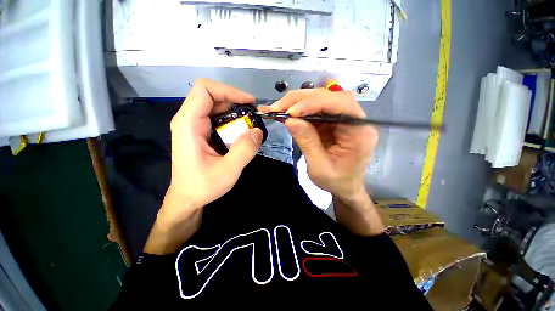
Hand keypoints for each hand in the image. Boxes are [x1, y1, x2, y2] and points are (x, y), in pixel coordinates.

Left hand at [144, 79, 262, 253]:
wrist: (187, 198)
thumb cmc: (202, 186)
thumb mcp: (227, 171)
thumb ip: (243, 151)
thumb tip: (257, 131)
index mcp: (188, 124)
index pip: (205, 89)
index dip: (229, 90)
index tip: (249, 103)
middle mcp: (188, 120)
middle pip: (211, 95)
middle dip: (235, 101)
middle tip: (253, 116)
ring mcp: (194, 126)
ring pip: (216, 106)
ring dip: (235, 111)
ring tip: (250, 125)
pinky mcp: (201, 132)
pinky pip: (217, 117)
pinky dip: (232, 120)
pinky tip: (241, 133)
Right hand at [260, 89, 383, 235]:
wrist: (344, 187)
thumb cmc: (336, 181)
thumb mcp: (319, 167)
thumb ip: (307, 142)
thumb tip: (290, 120)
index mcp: (360, 132)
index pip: (341, 104)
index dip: (314, 103)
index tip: (291, 112)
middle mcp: (354, 119)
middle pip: (329, 97)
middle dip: (301, 100)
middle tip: (278, 107)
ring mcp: (342, 118)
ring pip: (320, 99)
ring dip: (297, 102)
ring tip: (278, 109)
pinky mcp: (332, 121)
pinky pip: (314, 110)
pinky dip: (298, 110)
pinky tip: (285, 112)